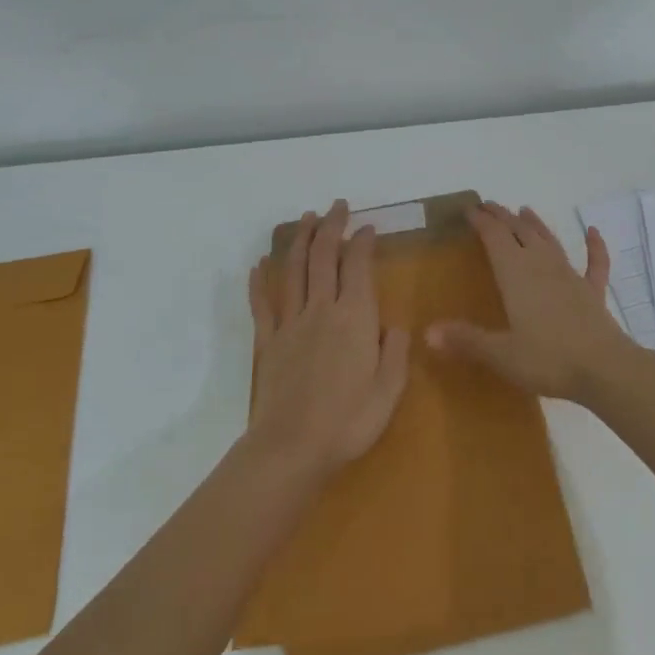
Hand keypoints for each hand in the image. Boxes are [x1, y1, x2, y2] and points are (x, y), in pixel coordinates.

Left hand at [246, 200, 410, 477]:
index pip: (358, 266)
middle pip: (323, 257)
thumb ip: (396, 351)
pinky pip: (262, 304)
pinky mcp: (268, 342)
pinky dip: (259, 281)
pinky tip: (258, 265)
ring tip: (305, 218)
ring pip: (293, 271)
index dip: (363, 242)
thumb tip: (394, 325)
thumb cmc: (349, 421)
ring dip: (299, 240)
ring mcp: (291, 323)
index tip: (368, 227)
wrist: (292, 448)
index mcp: (355, 317)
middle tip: (337, 206)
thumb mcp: (390, 389)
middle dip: (331, 227)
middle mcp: (322, 309)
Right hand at [428, 201, 631, 401]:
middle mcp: (542, 266)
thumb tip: (428, 332)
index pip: (495, 237)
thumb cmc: (548, 359)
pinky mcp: (592, 292)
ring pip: (550, 242)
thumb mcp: (501, 354)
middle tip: (490, 206)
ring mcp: (570, 277)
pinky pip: (594, 263)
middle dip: (504, 217)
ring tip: (525, 210)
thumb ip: (467, 340)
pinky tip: (593, 231)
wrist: (604, 368)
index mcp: (516, 274)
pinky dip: (594, 246)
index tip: (470, 209)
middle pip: (520, 233)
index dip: (482, 221)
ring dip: (536, 225)